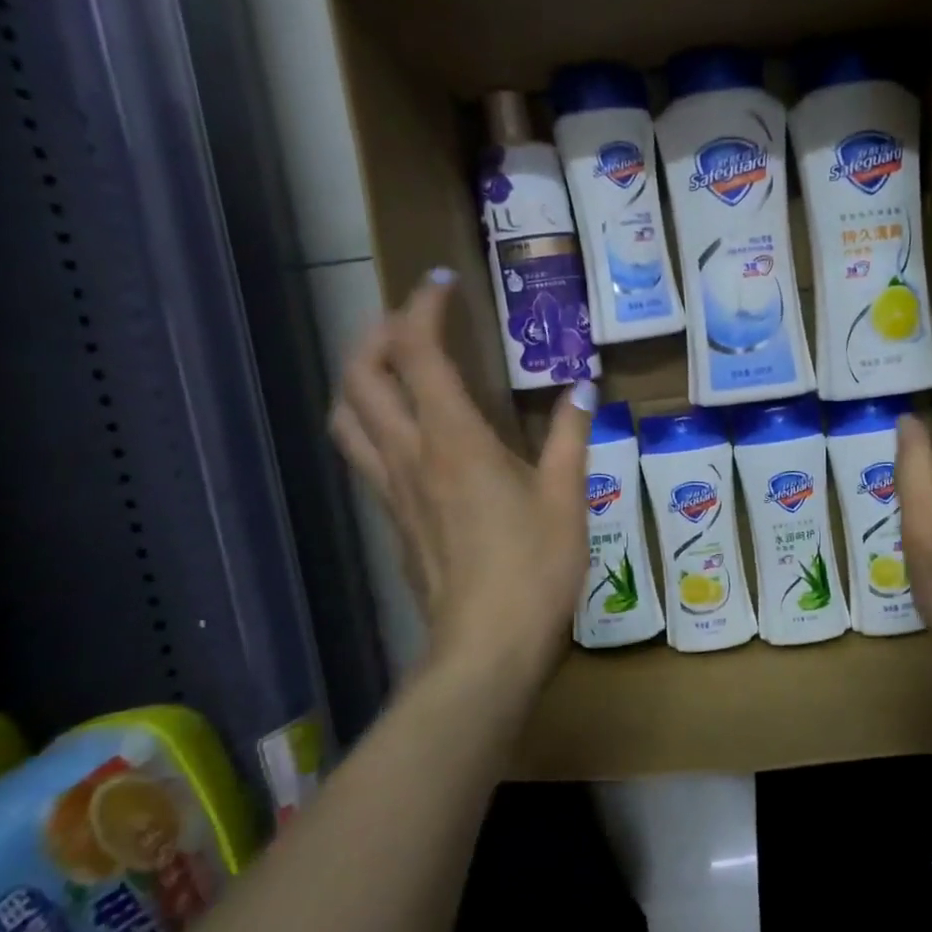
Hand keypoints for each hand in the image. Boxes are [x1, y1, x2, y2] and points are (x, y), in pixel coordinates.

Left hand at [329, 269, 596, 694]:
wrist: (486, 647)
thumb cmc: (534, 568)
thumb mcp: (566, 497)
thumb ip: (571, 436)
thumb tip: (584, 388)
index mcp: (454, 440)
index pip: (417, 352)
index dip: (423, 307)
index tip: (443, 283)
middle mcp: (409, 453)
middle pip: (361, 375)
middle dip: (379, 332)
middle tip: (416, 319)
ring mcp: (392, 488)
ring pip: (347, 414)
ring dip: (361, 375)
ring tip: (395, 363)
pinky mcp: (392, 517)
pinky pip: (362, 451)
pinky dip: (370, 418)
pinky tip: (405, 427)